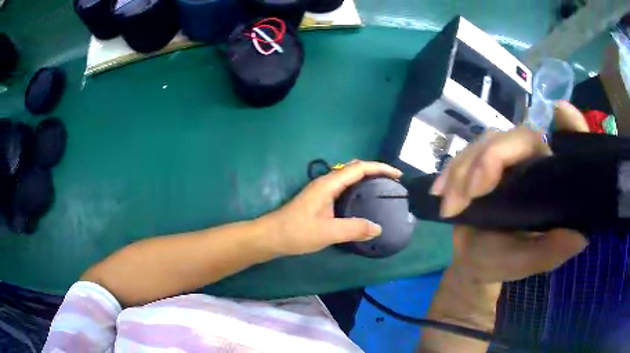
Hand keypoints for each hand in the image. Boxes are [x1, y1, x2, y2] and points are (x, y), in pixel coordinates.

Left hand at [265, 160, 401, 255]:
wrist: (270, 237)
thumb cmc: (296, 232)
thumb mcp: (328, 232)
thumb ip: (354, 229)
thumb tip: (378, 228)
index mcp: (329, 184)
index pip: (359, 168)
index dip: (380, 168)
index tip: (397, 175)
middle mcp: (326, 182)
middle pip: (354, 169)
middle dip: (375, 172)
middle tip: (392, 184)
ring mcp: (321, 191)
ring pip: (348, 178)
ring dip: (366, 180)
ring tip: (381, 191)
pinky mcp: (319, 200)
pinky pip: (343, 188)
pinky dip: (357, 190)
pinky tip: (361, 203)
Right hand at [431, 101, 588, 283]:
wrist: (473, 263)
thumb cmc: (505, 262)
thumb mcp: (529, 263)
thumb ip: (550, 253)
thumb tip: (581, 236)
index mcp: (551, 179)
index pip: (565, 142)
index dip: (569, 123)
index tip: (560, 113)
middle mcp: (532, 161)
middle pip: (516, 136)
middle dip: (490, 159)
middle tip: (470, 193)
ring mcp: (505, 160)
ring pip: (486, 143)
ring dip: (464, 170)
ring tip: (450, 206)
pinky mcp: (480, 163)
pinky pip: (463, 155)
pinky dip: (449, 173)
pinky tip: (440, 194)